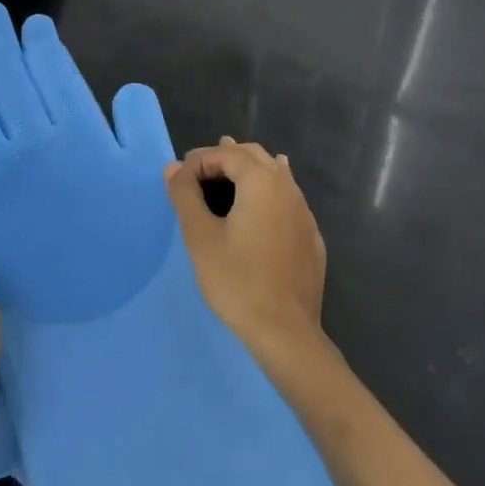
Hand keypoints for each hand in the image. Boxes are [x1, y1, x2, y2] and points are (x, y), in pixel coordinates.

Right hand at [165, 138, 328, 365]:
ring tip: (226, 179)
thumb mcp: (200, 236)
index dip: (199, 160)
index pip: (226, 154)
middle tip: (198, 171)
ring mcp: (304, 211)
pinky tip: (260, 207)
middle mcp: (287, 187)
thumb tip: (173, 167)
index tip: (178, 178)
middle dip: (225, 157)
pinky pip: (287, 199)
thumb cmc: (237, 280)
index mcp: (261, 181)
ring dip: (247, 171)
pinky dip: (266, 192)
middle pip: (254, 156)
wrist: (285, 331)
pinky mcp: (310, 235)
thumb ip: (185, 195)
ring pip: (275, 174)